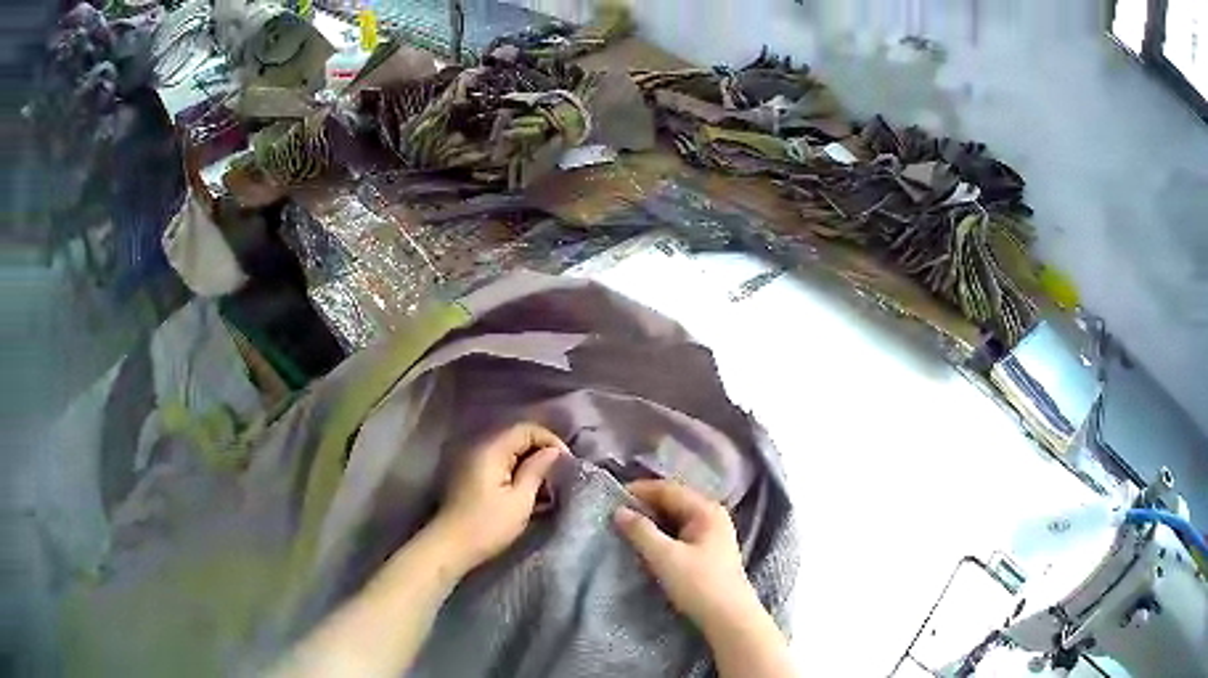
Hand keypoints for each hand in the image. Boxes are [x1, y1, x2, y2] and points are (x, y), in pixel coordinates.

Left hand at [431, 423, 566, 572]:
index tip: (567, 463)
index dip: (551, 441)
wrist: (450, 546)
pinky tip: (529, 493)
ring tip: (547, 488)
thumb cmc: (487, 525)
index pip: (527, 429)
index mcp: (491, 449)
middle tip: (559, 476)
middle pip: (518, 438)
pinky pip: (500, 464)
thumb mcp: (520, 501)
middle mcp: (480, 447)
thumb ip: (537, 470)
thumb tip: (553, 451)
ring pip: (510, 452)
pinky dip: (516, 473)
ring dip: (530, 465)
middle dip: (542, 453)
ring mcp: (473, 461)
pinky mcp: (471, 475)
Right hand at [613, 480, 760, 633]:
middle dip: (645, 505)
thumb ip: (641, 531)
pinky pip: (680, 532)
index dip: (639, 491)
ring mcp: (712, 533)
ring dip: (652, 521)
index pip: (668, 489)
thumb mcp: (665, 557)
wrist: (729, 618)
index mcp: (706, 510)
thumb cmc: (699, 584)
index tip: (611, 497)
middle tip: (615, 513)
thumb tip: (619, 511)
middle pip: (673, 501)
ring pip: (676, 518)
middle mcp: (712, 515)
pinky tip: (647, 543)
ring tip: (626, 527)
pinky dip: (662, 533)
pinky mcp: (708, 551)